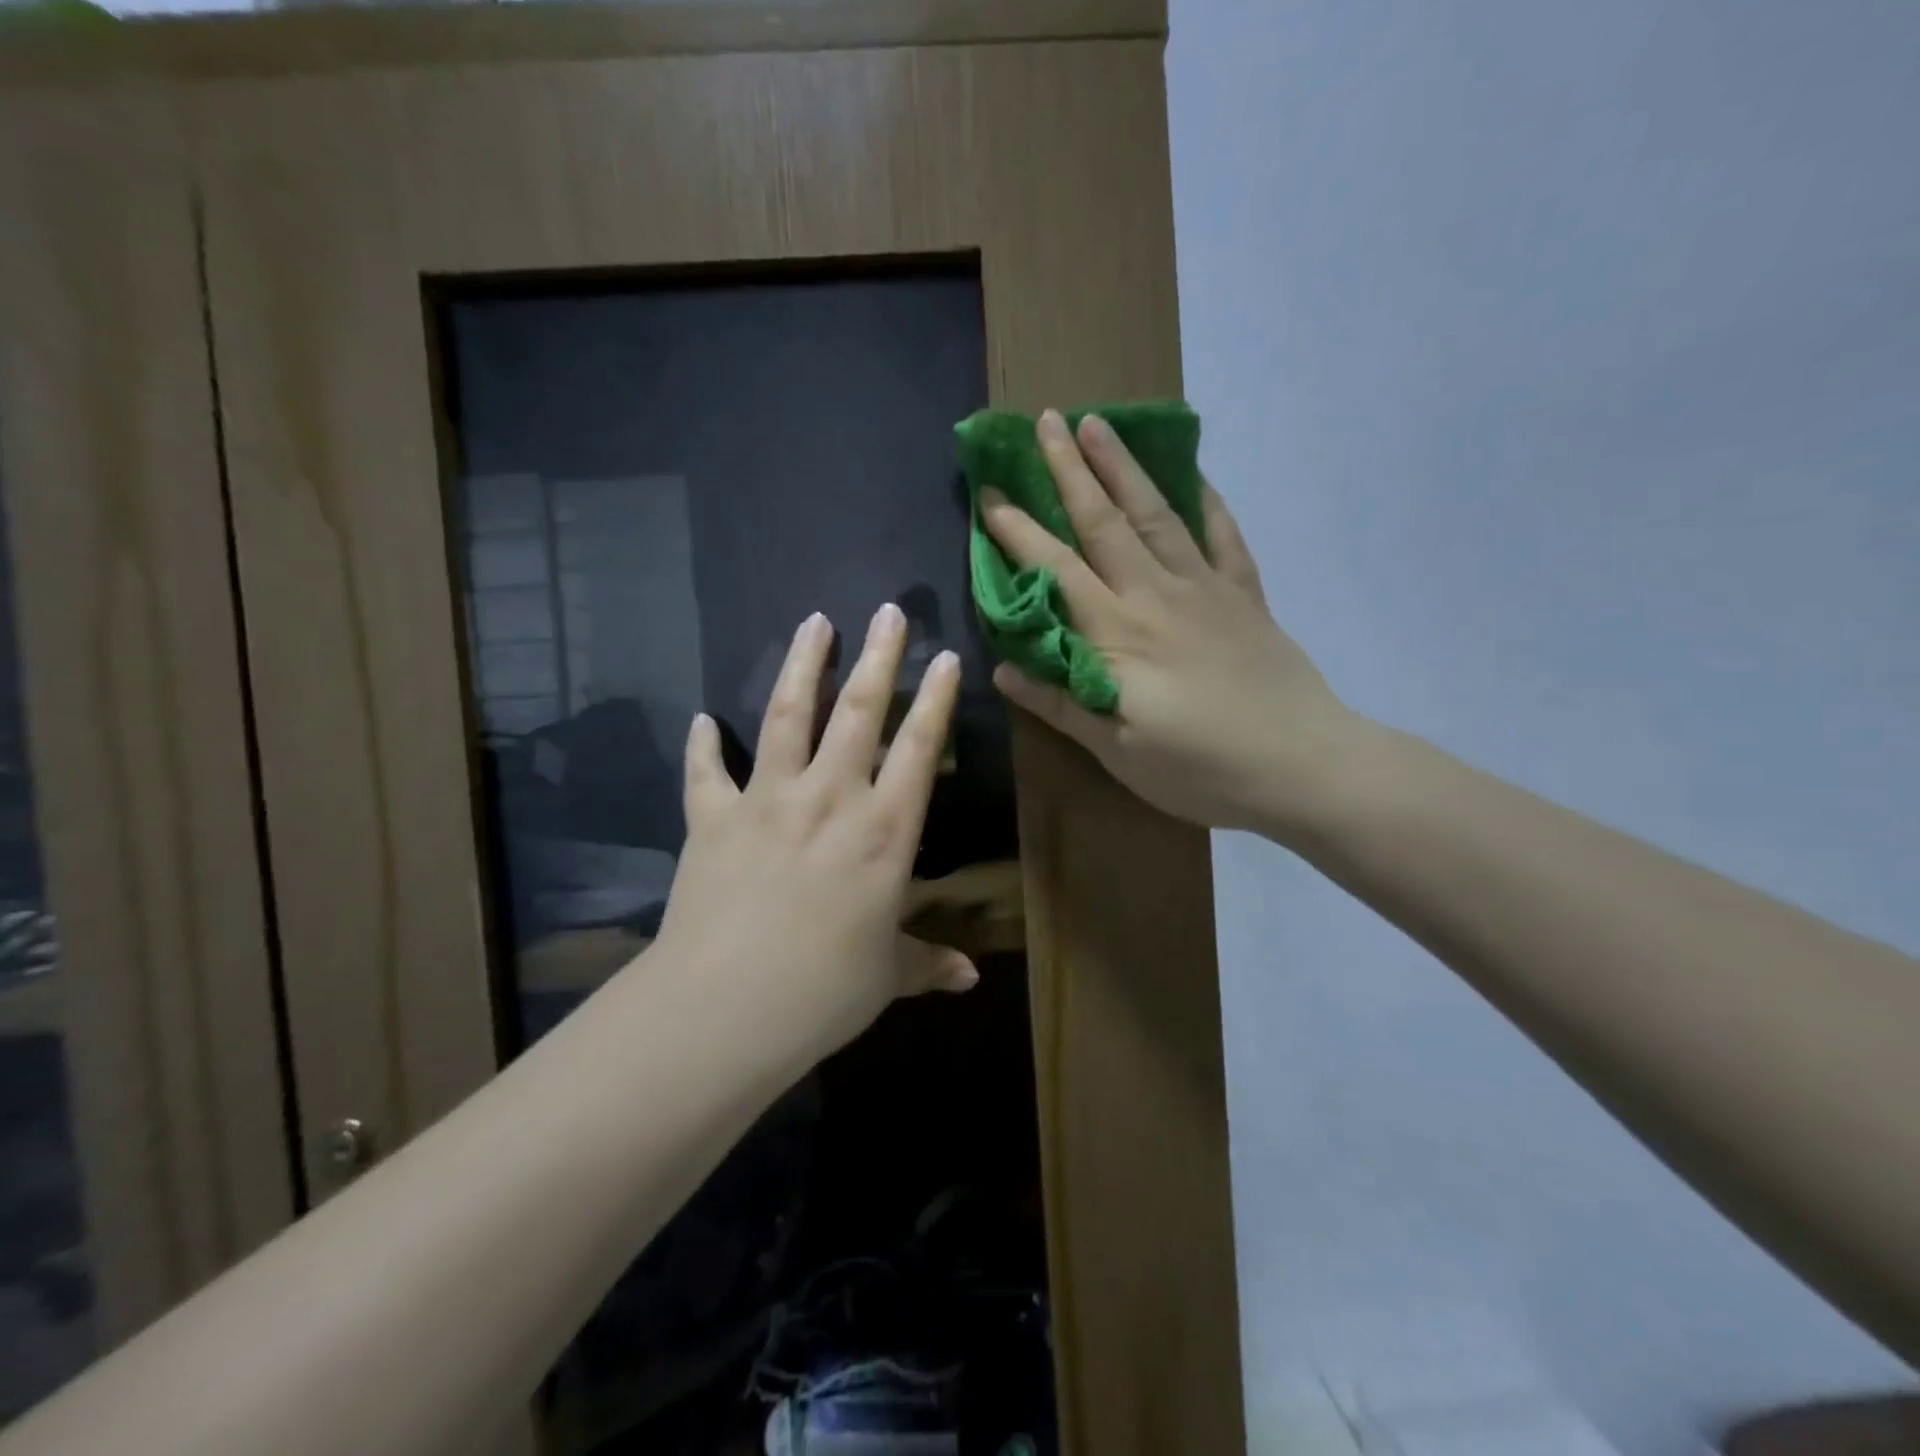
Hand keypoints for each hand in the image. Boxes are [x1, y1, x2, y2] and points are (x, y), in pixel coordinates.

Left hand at [654, 605, 975, 1061]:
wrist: (725, 1008)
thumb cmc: (824, 992)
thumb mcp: (888, 977)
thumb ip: (929, 963)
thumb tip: (971, 978)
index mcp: (884, 832)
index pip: (919, 749)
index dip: (935, 700)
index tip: (945, 656)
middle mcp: (830, 799)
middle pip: (858, 711)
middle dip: (878, 656)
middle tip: (887, 610)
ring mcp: (767, 801)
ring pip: (787, 716)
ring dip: (802, 665)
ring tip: (815, 621)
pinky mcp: (713, 818)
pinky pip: (706, 772)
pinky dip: (703, 744)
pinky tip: (702, 719)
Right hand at [981, 409, 1357, 839]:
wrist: (1301, 766)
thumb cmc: (1199, 767)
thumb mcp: (1117, 751)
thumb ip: (1060, 704)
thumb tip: (1003, 670)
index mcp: (1116, 634)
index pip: (1055, 569)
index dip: (1020, 531)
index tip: (992, 494)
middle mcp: (1155, 595)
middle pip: (1104, 522)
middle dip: (1069, 470)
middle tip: (1045, 420)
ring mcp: (1205, 589)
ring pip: (1156, 515)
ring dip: (1123, 467)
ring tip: (1100, 423)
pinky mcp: (1245, 597)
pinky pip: (1224, 538)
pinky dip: (1208, 504)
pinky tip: (1196, 478)